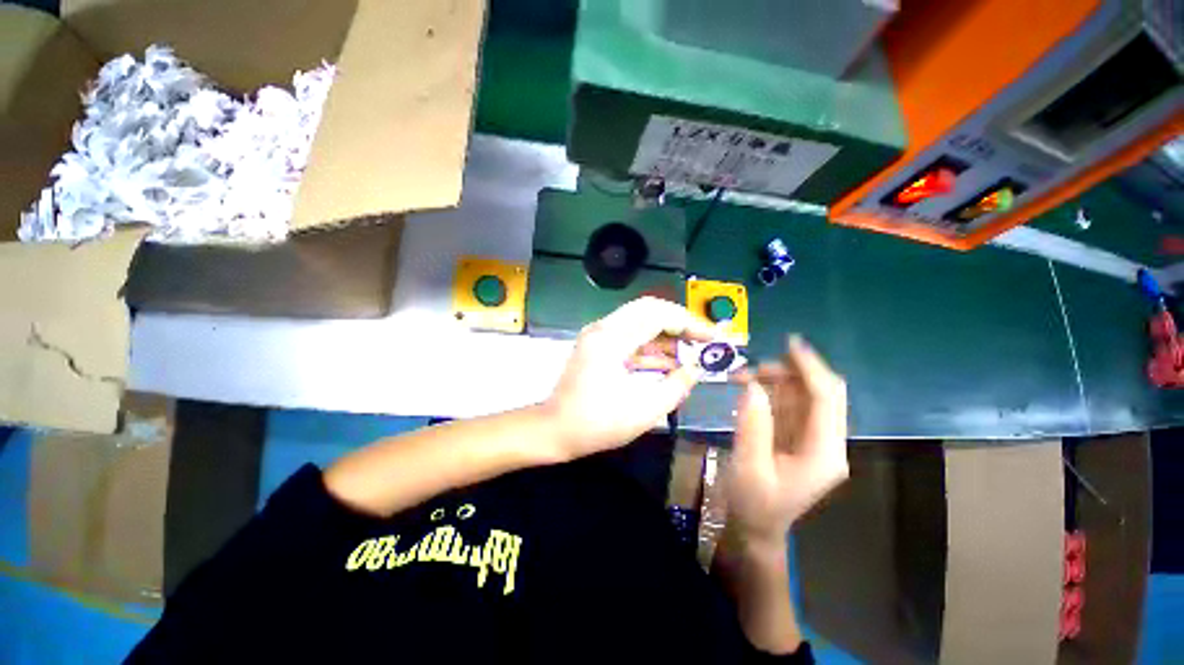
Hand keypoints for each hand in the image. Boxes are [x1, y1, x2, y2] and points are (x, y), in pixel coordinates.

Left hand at [543, 297, 715, 460]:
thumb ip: (677, 385)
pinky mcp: (599, 345)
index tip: (714, 338)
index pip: (658, 315)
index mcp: (611, 339)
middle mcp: (603, 328)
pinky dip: (653, 346)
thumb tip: (696, 368)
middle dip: (681, 323)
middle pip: (650, 309)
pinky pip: (632, 336)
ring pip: (641, 321)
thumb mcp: (644, 410)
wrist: (555, 430)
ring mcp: (599, 335)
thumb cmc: (596, 424)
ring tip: (693, 353)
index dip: (690, 323)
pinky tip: (672, 362)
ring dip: (668, 335)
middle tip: (704, 340)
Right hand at [725, 336, 848, 546]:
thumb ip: (753, 425)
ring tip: (743, 377)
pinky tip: (749, 388)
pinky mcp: (799, 438)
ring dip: (777, 380)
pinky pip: (791, 405)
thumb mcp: (748, 467)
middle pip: (821, 393)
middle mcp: (827, 443)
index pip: (826, 400)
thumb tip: (752, 385)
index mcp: (823, 453)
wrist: (756, 528)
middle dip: (790, 372)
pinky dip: (771, 391)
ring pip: (804, 395)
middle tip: (753, 368)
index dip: (810, 368)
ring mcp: (815, 440)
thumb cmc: (753, 504)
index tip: (790, 342)